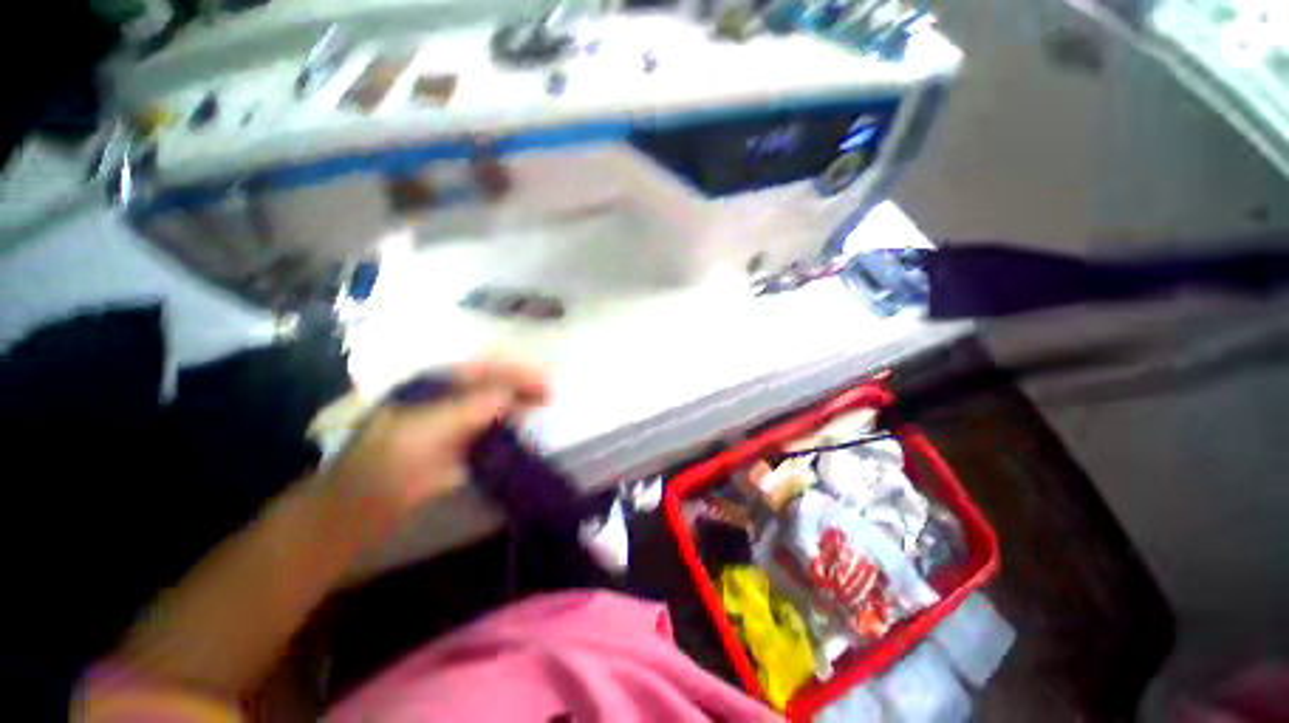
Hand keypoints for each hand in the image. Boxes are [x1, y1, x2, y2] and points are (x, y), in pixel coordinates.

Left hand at [320, 359, 548, 539]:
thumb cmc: (383, 466)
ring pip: (492, 407)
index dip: (515, 373)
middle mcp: (445, 399)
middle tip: (550, 395)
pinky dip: (509, 431)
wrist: (356, 513)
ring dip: (517, 406)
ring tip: (543, 409)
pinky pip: (490, 432)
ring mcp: (452, 424)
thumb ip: (469, 408)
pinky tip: (524, 434)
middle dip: (521, 386)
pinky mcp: (457, 448)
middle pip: (491, 385)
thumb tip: (511, 394)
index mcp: (433, 386)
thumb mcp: (423, 431)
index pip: (484, 369)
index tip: (545, 384)